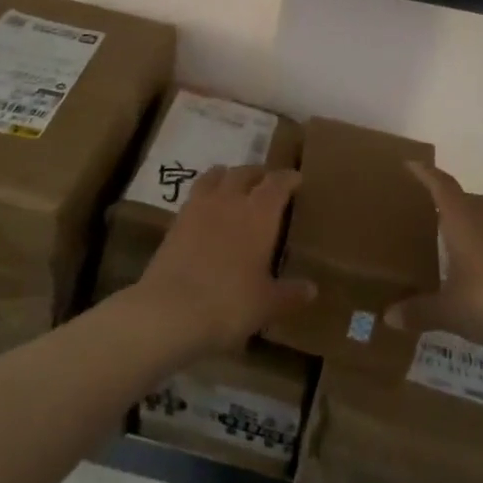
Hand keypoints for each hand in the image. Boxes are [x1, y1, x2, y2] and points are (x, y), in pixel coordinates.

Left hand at [133, 166, 315, 357]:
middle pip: (245, 172)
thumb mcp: (267, 304)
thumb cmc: (229, 304)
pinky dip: (206, 193)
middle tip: (267, 182)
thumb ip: (290, 293)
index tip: (296, 178)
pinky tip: (208, 209)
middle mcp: (230, 200)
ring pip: (216, 176)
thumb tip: (312, 288)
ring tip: (235, 185)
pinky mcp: (176, 220)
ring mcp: (199, 207)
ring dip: (229, 176)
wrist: (170, 310)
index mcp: (259, 214)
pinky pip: (196, 194)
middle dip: (258, 174)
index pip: (277, 183)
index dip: (288, 178)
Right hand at [384, 162, 482, 348]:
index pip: (442, 186)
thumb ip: (419, 311)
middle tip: (433, 206)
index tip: (411, 164)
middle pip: (467, 197)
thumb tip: (388, 317)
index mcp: (463, 221)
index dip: (426, 174)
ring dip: (475, 217)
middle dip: (450, 197)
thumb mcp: (448, 310)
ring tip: (461, 233)